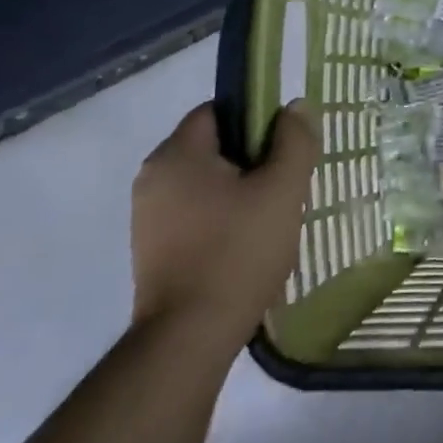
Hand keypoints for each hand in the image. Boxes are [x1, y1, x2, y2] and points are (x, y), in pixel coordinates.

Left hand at [130, 101, 318, 355]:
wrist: (190, 336)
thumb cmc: (238, 252)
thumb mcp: (283, 189)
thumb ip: (294, 141)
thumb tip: (296, 105)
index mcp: (177, 154)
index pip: (218, 110)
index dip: (256, 118)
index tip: (287, 145)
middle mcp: (152, 177)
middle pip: (214, 146)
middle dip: (254, 158)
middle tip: (288, 183)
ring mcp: (147, 216)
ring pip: (207, 182)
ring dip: (241, 190)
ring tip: (273, 216)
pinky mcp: (151, 248)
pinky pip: (195, 212)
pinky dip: (223, 216)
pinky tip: (249, 242)